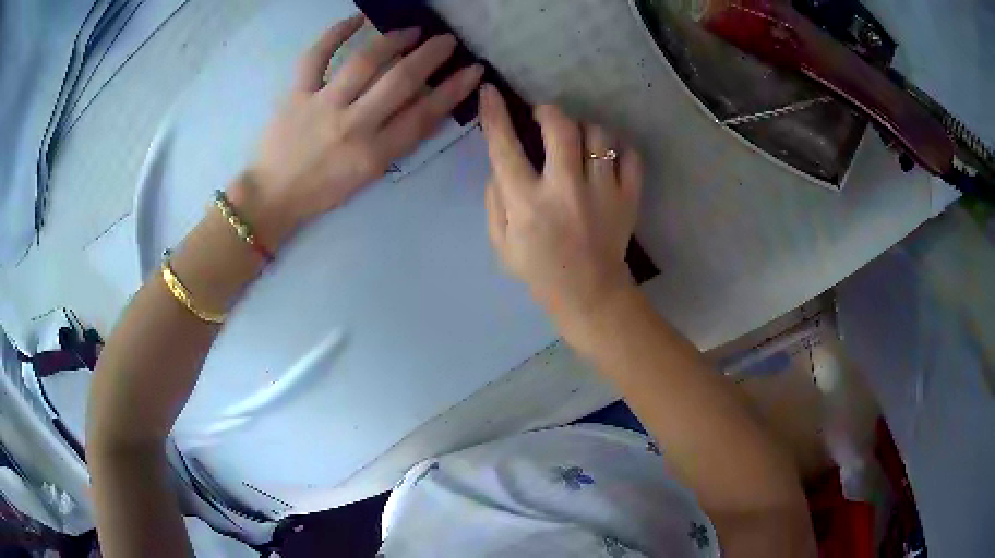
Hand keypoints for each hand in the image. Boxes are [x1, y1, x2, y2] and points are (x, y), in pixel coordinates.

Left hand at [235, 15, 483, 247]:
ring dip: (394, 40)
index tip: (474, 70)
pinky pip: (316, 56)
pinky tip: (358, 18)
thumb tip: (424, 101)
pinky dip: (336, 33)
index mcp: (373, 154)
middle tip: (447, 40)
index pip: (423, 115)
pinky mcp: (296, 94)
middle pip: (399, 82)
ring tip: (412, 31)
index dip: (453, 90)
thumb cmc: (324, 190)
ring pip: (364, 63)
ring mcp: (322, 106)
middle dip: (430, 56)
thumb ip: (396, 139)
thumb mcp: (368, 174)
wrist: (273, 195)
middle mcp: (352, 126)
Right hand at [479, 84, 643, 318]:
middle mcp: (565, 190)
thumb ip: (495, 199)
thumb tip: (501, 164)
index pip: (505, 147)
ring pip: (598, 135)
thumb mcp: (501, 243)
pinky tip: (605, 159)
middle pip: (560, 127)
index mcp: (527, 203)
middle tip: (543, 118)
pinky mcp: (629, 198)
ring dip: (583, 130)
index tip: (491, 92)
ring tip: (577, 142)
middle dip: (548, 112)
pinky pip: (629, 156)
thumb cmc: (540, 271)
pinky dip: (617, 150)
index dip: (494, 114)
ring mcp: (603, 192)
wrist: (590, 295)